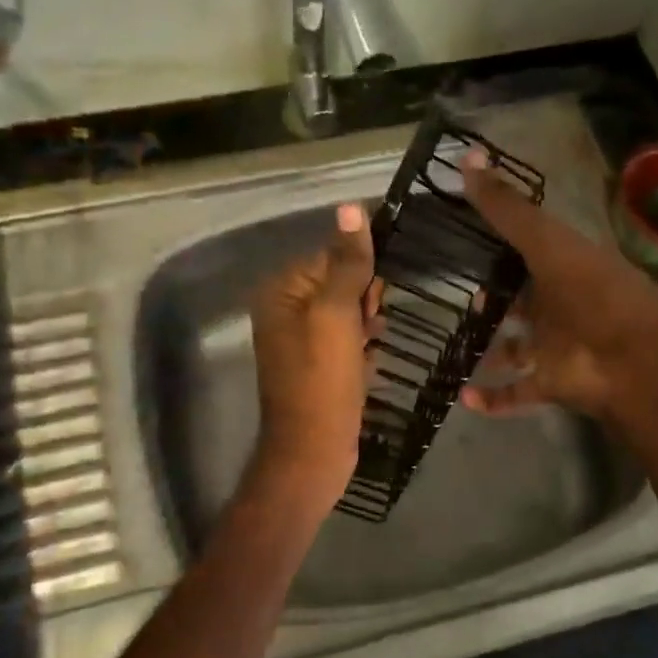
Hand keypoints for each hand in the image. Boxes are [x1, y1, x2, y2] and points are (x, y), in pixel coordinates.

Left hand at [249, 202, 379, 510]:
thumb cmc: (323, 379)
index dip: (359, 272)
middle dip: (364, 300)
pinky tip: (372, 360)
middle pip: (338, 284)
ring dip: (368, 324)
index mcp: (281, 292)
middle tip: (372, 327)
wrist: (313, 451)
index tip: (376, 298)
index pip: (328, 256)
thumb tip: (351, 207)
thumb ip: (346, 263)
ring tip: (374, 344)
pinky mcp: (319, 367)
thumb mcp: (336, 314)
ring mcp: (301, 342)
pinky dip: (363, 347)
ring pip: (347, 314)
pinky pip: (347, 341)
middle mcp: (285, 312)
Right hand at [459, 149, 657, 421]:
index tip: (465, 235)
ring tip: (450, 345)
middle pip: (523, 301)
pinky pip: (516, 393)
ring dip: (490, 351)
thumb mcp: (547, 242)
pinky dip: (492, 397)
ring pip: (516, 349)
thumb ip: (507, 208)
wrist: (636, 361)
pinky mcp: (552, 384)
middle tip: (458, 295)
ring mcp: (557, 347)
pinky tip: (463, 396)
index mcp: (566, 266)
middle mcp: (561, 306)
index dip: (502, 241)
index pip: (531, 248)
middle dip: (495, 300)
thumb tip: (467, 160)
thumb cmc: (593, 293)